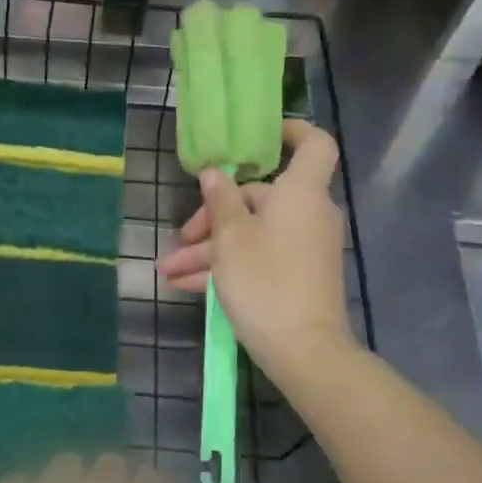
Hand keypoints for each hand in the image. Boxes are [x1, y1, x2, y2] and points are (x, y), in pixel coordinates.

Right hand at [157, 119, 353, 385]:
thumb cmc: (265, 282)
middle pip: (260, 199)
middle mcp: (307, 214)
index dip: (291, 132)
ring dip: (210, 251)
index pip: (313, 144)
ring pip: (252, 234)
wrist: (303, 350)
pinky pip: (259, 258)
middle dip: (214, 216)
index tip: (257, 139)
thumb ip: (221, 200)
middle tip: (182, 237)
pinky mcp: (298, 275)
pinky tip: (188, 286)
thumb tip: (216, 172)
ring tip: (169, 272)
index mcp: (300, 194)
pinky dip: (228, 268)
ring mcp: (304, 247)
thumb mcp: (230, 239)